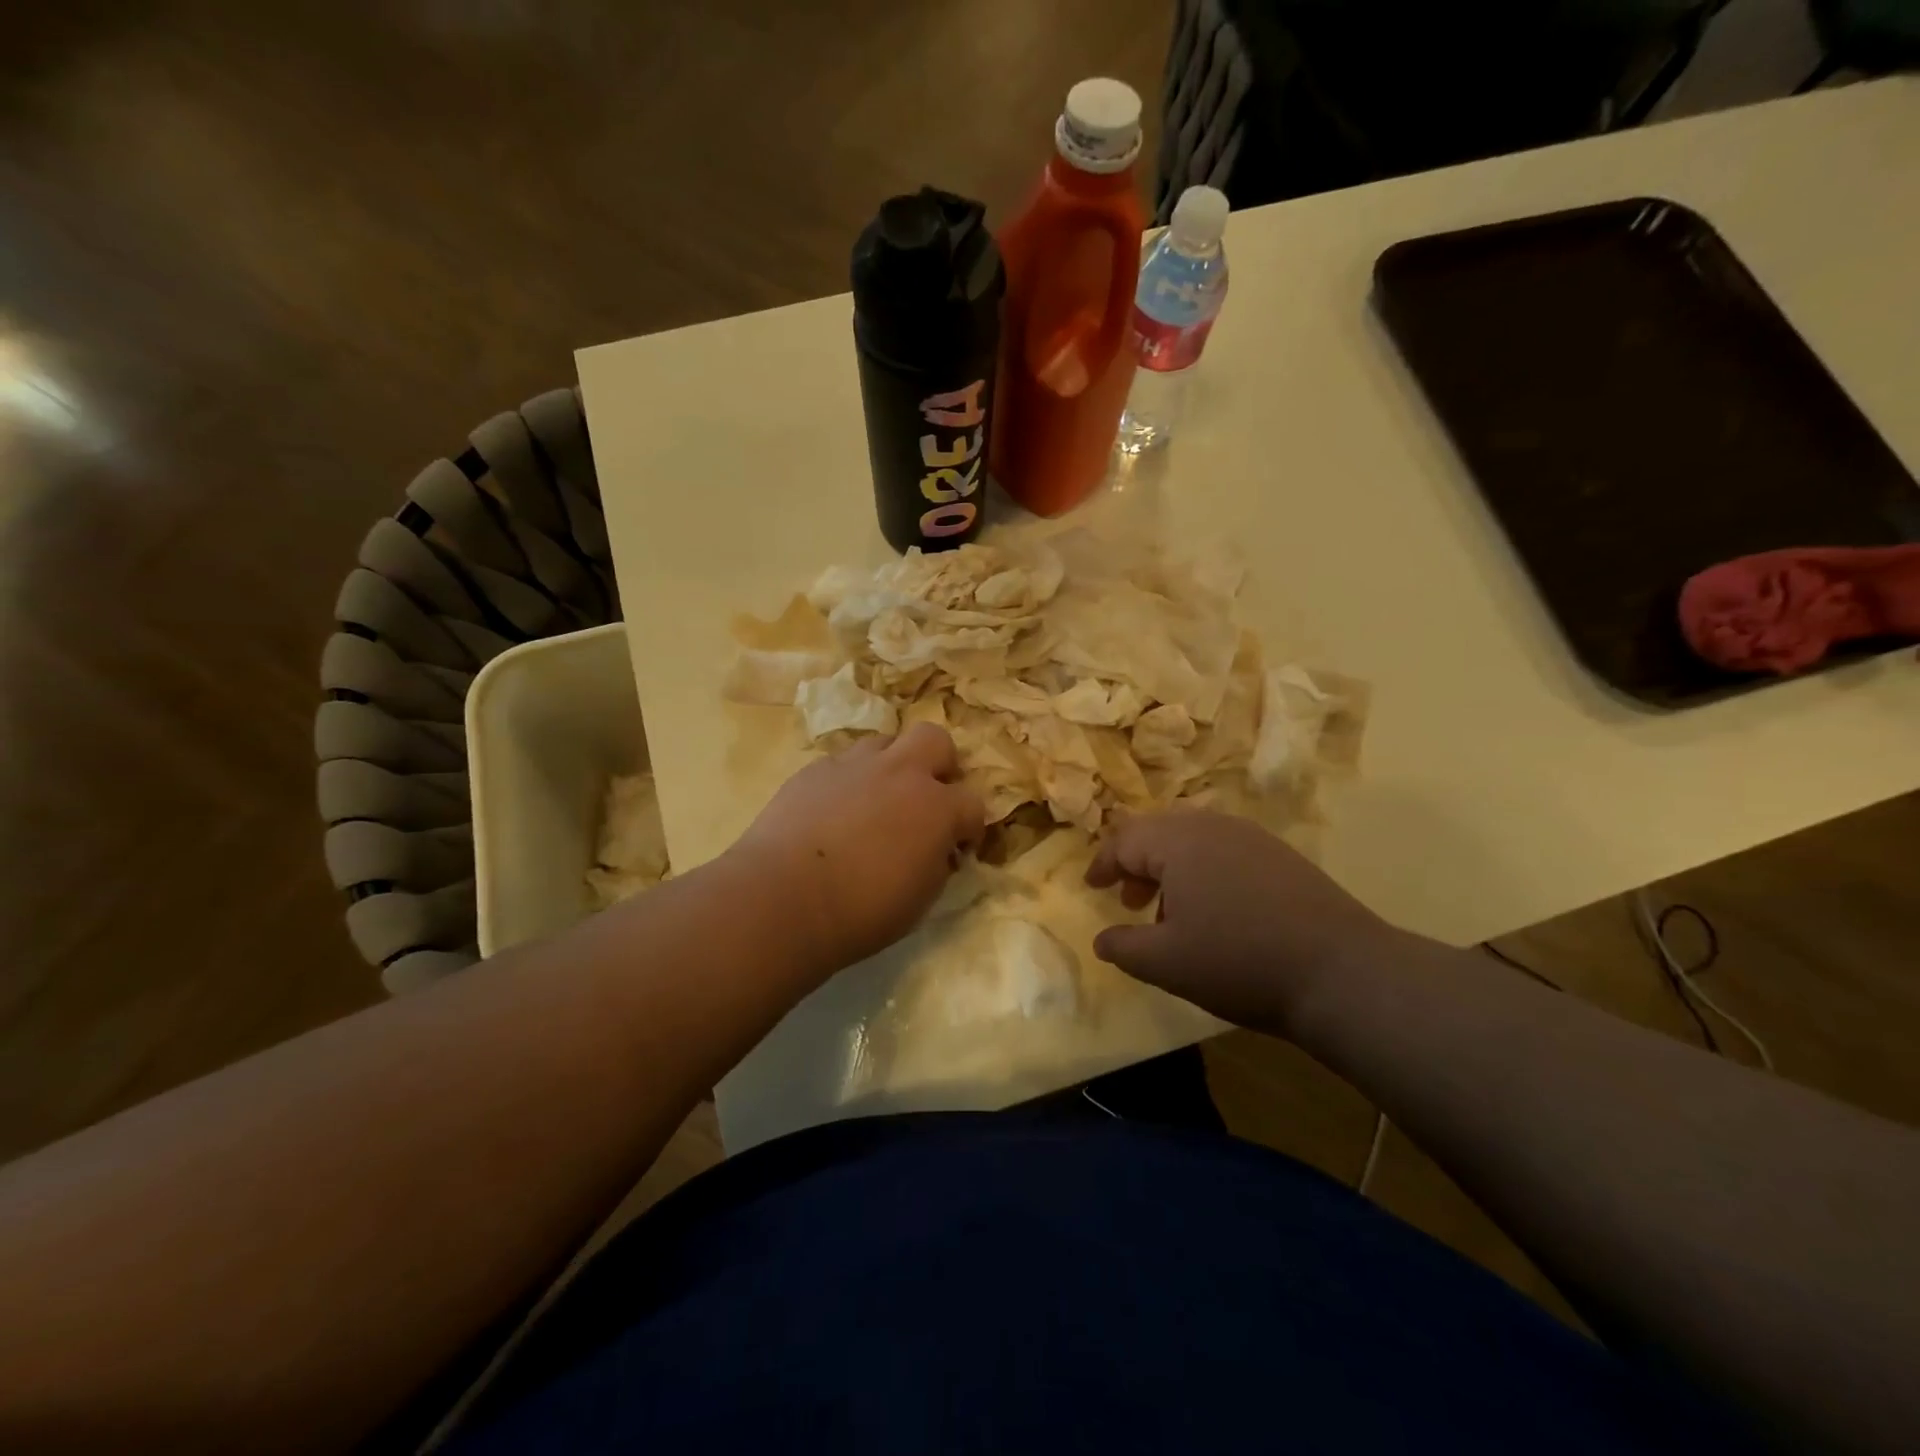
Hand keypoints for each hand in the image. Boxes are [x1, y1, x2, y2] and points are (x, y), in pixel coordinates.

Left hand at [730, 724, 983, 975]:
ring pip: (885, 741)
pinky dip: (850, 780)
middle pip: (935, 739)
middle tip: (928, 796)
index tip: (958, 847)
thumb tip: (938, 850)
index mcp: (936, 807)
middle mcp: (900, 773)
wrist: (783, 897)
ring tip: (877, 798)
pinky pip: (843, 762)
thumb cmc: (862, 910)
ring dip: (891, 765)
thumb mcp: (920, 900)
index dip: (971, 826)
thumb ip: (938, 864)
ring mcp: (855, 765)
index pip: (973, 803)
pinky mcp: (814, 769)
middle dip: (940, 764)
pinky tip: (836, 810)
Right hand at [1085, 809, 1396, 1032]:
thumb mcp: (1165, 963)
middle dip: (1136, 863)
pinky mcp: (1280, 856)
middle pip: (1158, 832)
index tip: (1092, 887)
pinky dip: (1203, 871)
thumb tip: (1102, 939)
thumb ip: (1123, 947)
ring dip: (1170, 868)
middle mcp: (1212, 826)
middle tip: (1129, 900)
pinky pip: (1224, 850)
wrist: (1341, 973)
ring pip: (1193, 839)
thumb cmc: (1238, 962)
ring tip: (1170, 911)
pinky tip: (1215, 911)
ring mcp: (1252, 837)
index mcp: (1178, 842)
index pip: (1124, 840)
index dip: (1103, 864)